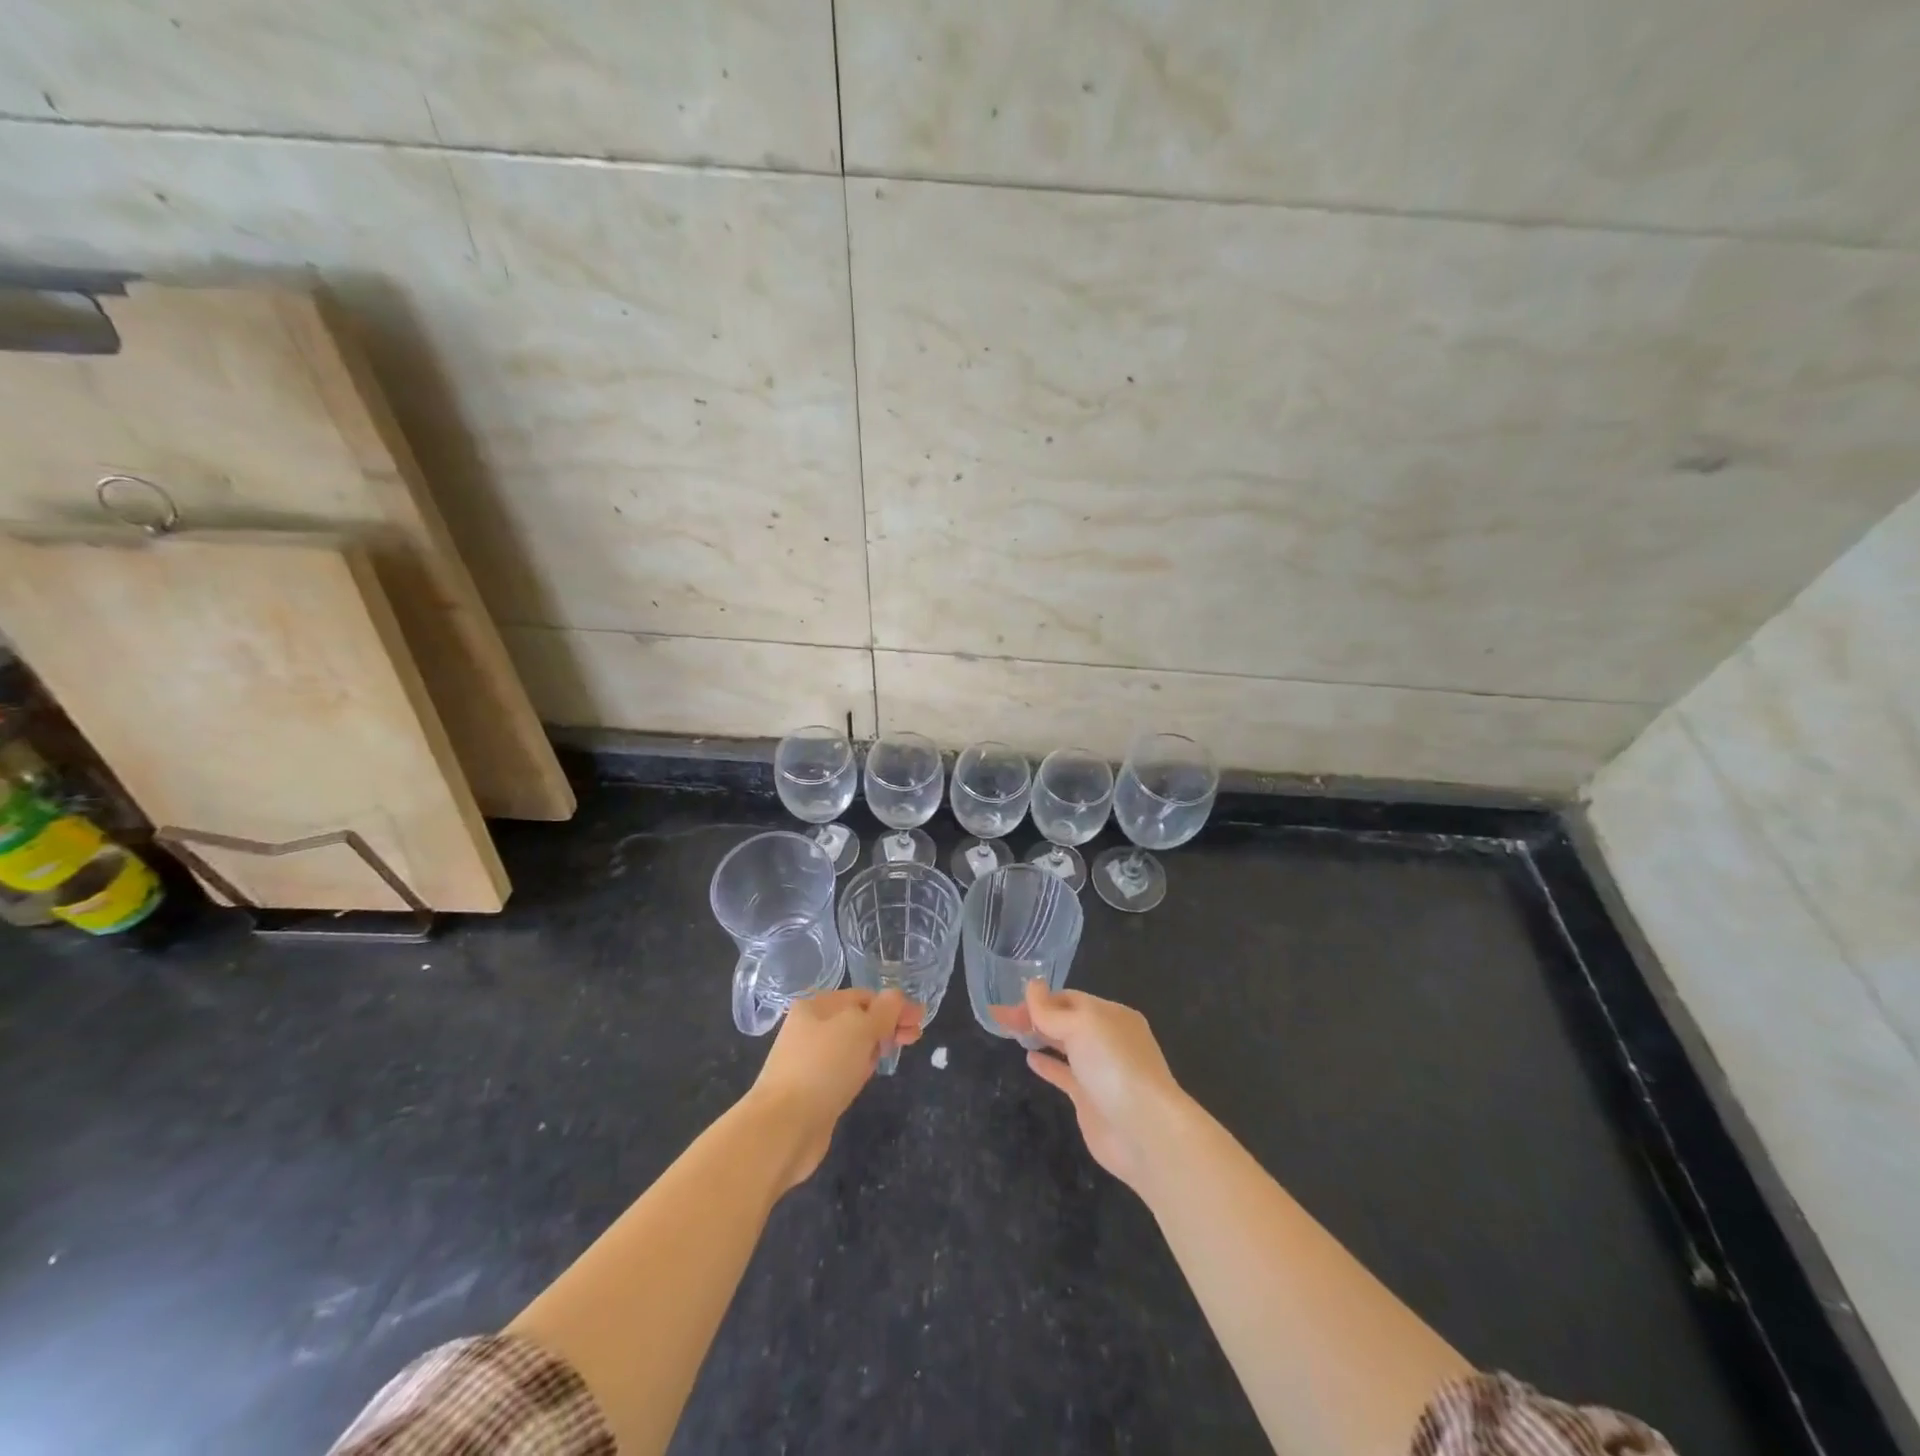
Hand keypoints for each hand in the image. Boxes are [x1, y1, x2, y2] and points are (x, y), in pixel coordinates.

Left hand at [746, 987, 922, 1188]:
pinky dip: (859, 1069)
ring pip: (851, 1046)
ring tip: (894, 1053)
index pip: (863, 996)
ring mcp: (809, 1061)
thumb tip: (896, 998)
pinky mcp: (813, 1090)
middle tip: (914, 1037)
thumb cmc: (823, 1068)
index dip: (893, 1005)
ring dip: (874, 1046)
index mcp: (816, 1006)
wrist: (783, 1128)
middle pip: (858, 1020)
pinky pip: (843, 1070)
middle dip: (887, 1024)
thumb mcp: (860, 1029)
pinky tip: (868, 1076)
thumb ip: (884, 1010)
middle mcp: (810, 1028)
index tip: (919, 1020)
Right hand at [993, 981, 1185, 1190]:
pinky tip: (1029, 1060)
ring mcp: (1099, 1070)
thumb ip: (1051, 1010)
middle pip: (1065, 1020)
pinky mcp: (1090, 1099)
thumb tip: (1031, 986)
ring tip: (1011, 1032)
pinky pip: (1064, 1074)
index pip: (1069, 998)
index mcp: (1110, 1015)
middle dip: (1034, 1016)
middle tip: (999, 1017)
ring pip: (1064, 1046)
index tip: (1009, 1004)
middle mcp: (1106, 1039)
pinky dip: (1047, 1065)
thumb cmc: (1114, 1066)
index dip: (1039, 999)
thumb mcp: (1081, 1026)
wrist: (1144, 1130)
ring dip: (1040, 1036)